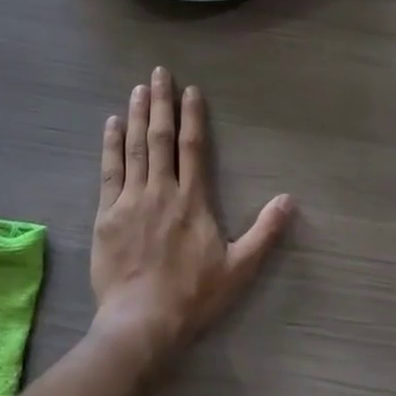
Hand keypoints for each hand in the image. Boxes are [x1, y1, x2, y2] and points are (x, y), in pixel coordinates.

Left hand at [91, 68, 293, 363]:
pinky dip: (111, 144)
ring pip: (135, 147)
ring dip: (138, 115)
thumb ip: (264, 233)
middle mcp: (161, 190)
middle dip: (162, 102)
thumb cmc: (192, 297)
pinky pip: (109, 170)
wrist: (140, 324)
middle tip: (159, 72)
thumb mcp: (238, 269)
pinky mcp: (106, 214)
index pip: (193, 146)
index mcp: (192, 199)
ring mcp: (131, 199)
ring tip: (139, 88)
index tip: (190, 90)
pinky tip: (112, 123)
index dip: (192, 115)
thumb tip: (289, 200)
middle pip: (161, 137)